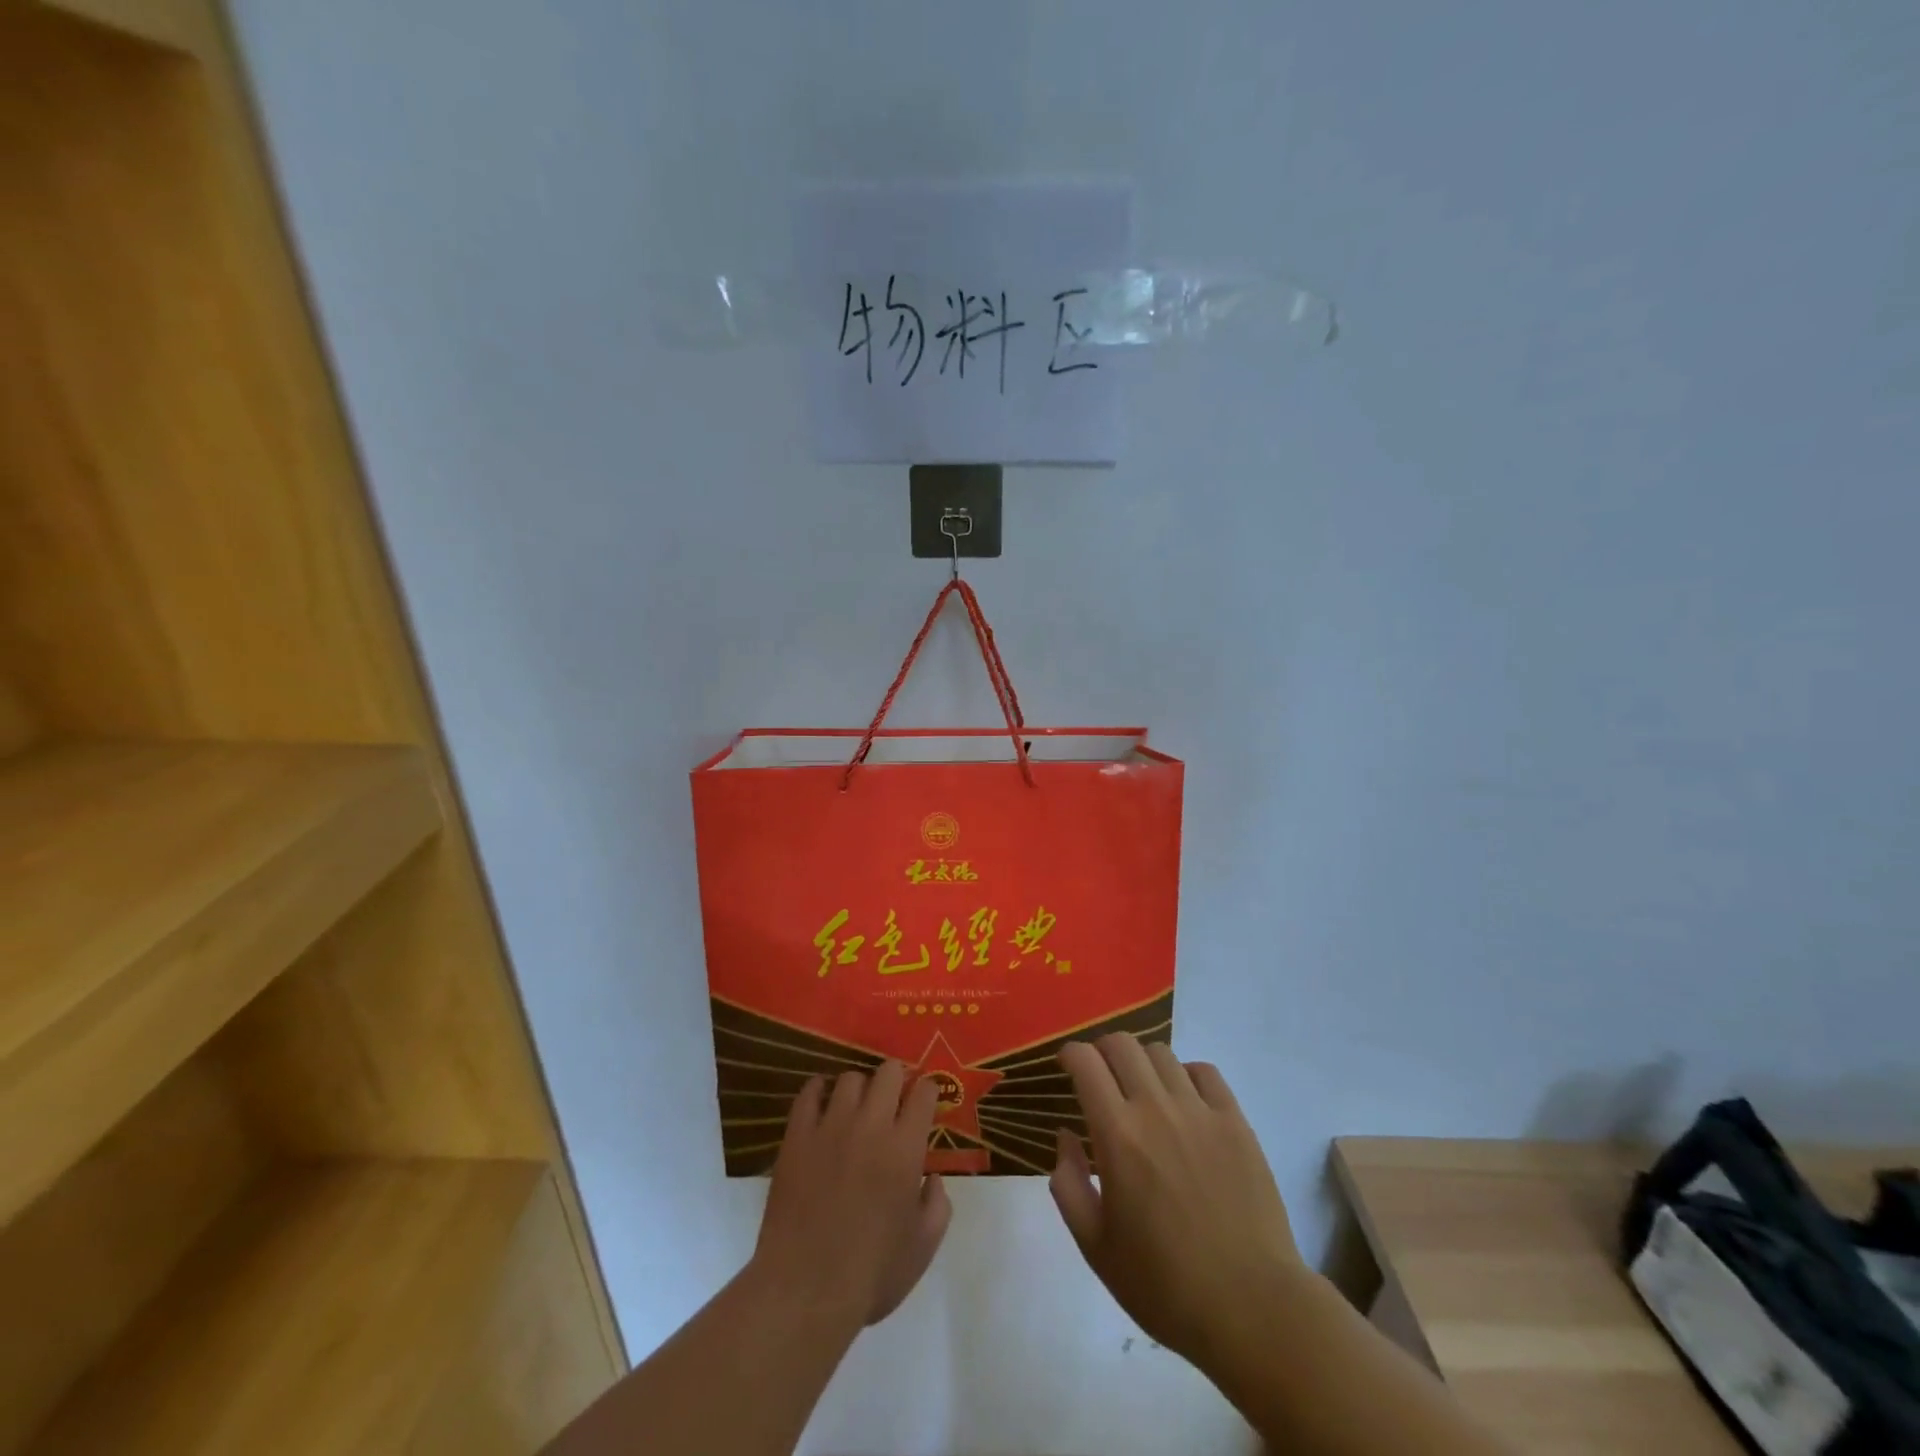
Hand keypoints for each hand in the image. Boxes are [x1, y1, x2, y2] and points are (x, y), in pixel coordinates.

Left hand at [751, 1062, 951, 1330]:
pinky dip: (819, 1090)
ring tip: (858, 1105)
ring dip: (860, 1088)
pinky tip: (823, 1101)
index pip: (923, 1093)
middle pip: (888, 1072)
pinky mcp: (797, 1136)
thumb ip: (937, 1206)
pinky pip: (809, 1094)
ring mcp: (831, 1127)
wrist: (805, 1290)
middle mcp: (871, 1125)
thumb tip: (933, 1178)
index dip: (928, 1090)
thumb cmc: (870, 1274)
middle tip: (894, 1099)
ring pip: (850, 1078)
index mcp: (905, 1148)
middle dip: (896, 1078)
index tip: (926, 1098)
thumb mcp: (922, 1248)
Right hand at [1050, 1034, 1306, 1372]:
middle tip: (1099, 1075)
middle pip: (1122, 1045)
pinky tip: (1183, 1102)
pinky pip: (1205, 1072)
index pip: (1086, 1062)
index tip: (1066, 1065)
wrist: (1252, 1309)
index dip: (1070, 1054)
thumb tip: (1066, 1134)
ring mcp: (1200, 1111)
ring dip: (1141, 1063)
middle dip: (1101, 1050)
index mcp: (1117, 1135)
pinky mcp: (1236, 1122)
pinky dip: (1185, 1075)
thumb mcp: (1095, 1246)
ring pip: (1161, 1053)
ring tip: (1142, 1091)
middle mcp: (1156, 1108)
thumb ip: (1068, 1183)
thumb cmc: (1165, 1285)